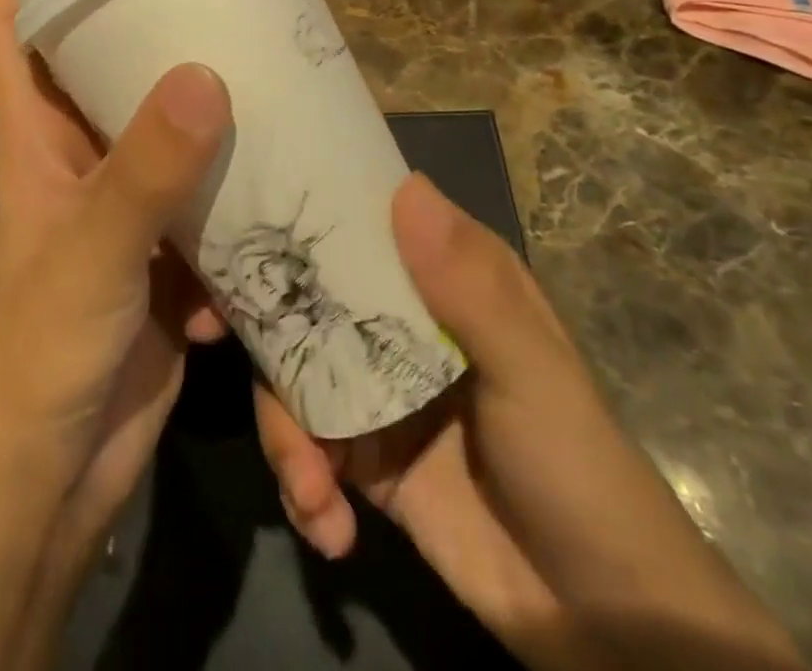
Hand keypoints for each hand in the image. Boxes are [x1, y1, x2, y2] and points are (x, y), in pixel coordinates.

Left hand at [0, 0, 230, 547]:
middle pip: (97, 62)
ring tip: (263, 75)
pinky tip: (272, 187)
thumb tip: (207, 74)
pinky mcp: (160, 247)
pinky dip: (228, 191)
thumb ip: (146, 169)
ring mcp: (120, 200)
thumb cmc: (46, 351)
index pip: (8, 25)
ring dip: (202, 108)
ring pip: (159, 127)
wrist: (56, 475)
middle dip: (143, 24)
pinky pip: (199, 195)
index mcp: (34, 134)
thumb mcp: (94, 250)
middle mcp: (74, 154)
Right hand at [255, 174, 804, 670]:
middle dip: (260, 321)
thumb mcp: (532, 374)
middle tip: (208, 333)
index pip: (357, 220)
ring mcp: (373, 387)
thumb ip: (470, 288)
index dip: (296, 212)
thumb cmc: (577, 469)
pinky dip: (302, 485)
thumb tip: (405, 187)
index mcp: (438, 277)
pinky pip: (304, 447)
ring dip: (284, 431)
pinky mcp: (359, 456)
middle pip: (304, 293)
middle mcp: (396, 318)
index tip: (237, 218)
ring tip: (309, 490)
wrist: (603, 626)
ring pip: (291, 372)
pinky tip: (326, 527)